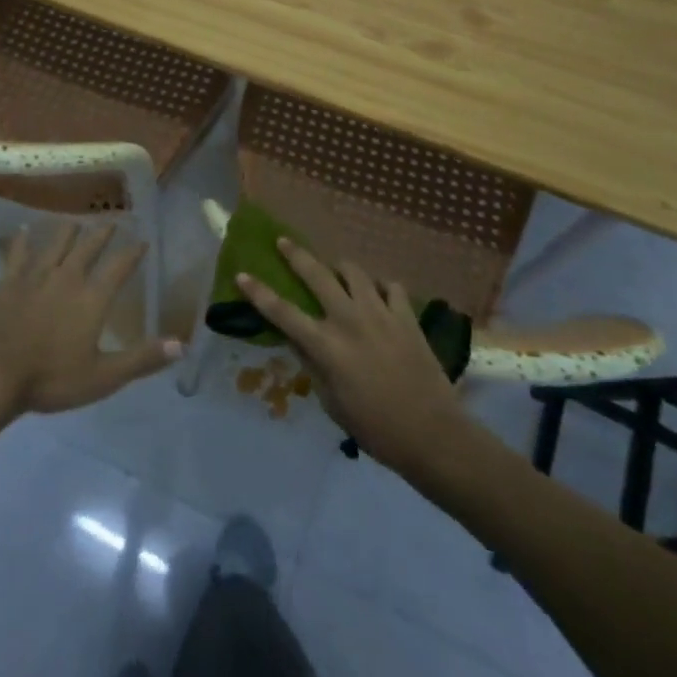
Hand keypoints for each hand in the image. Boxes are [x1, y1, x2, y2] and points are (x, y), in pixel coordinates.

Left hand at [0, 222, 181, 423]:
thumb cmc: (49, 379)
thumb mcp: (103, 377)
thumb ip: (142, 359)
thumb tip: (182, 344)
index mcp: (91, 298)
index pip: (119, 267)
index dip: (132, 252)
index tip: (143, 240)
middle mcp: (66, 277)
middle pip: (88, 247)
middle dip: (102, 233)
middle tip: (112, 221)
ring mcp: (34, 275)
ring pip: (55, 243)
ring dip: (68, 231)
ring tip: (76, 221)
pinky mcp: (7, 280)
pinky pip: (18, 252)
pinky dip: (22, 239)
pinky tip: (23, 229)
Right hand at [236, 240, 463, 471]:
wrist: (434, 435)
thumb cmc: (376, 429)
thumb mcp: (332, 404)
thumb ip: (314, 367)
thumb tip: (300, 342)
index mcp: (326, 346)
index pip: (282, 313)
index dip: (258, 293)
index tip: (242, 275)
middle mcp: (349, 321)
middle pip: (317, 275)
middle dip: (296, 255)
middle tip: (283, 241)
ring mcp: (380, 314)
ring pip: (354, 272)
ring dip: (340, 268)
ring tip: (336, 271)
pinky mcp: (407, 317)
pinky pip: (390, 286)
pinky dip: (379, 286)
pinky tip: (377, 295)